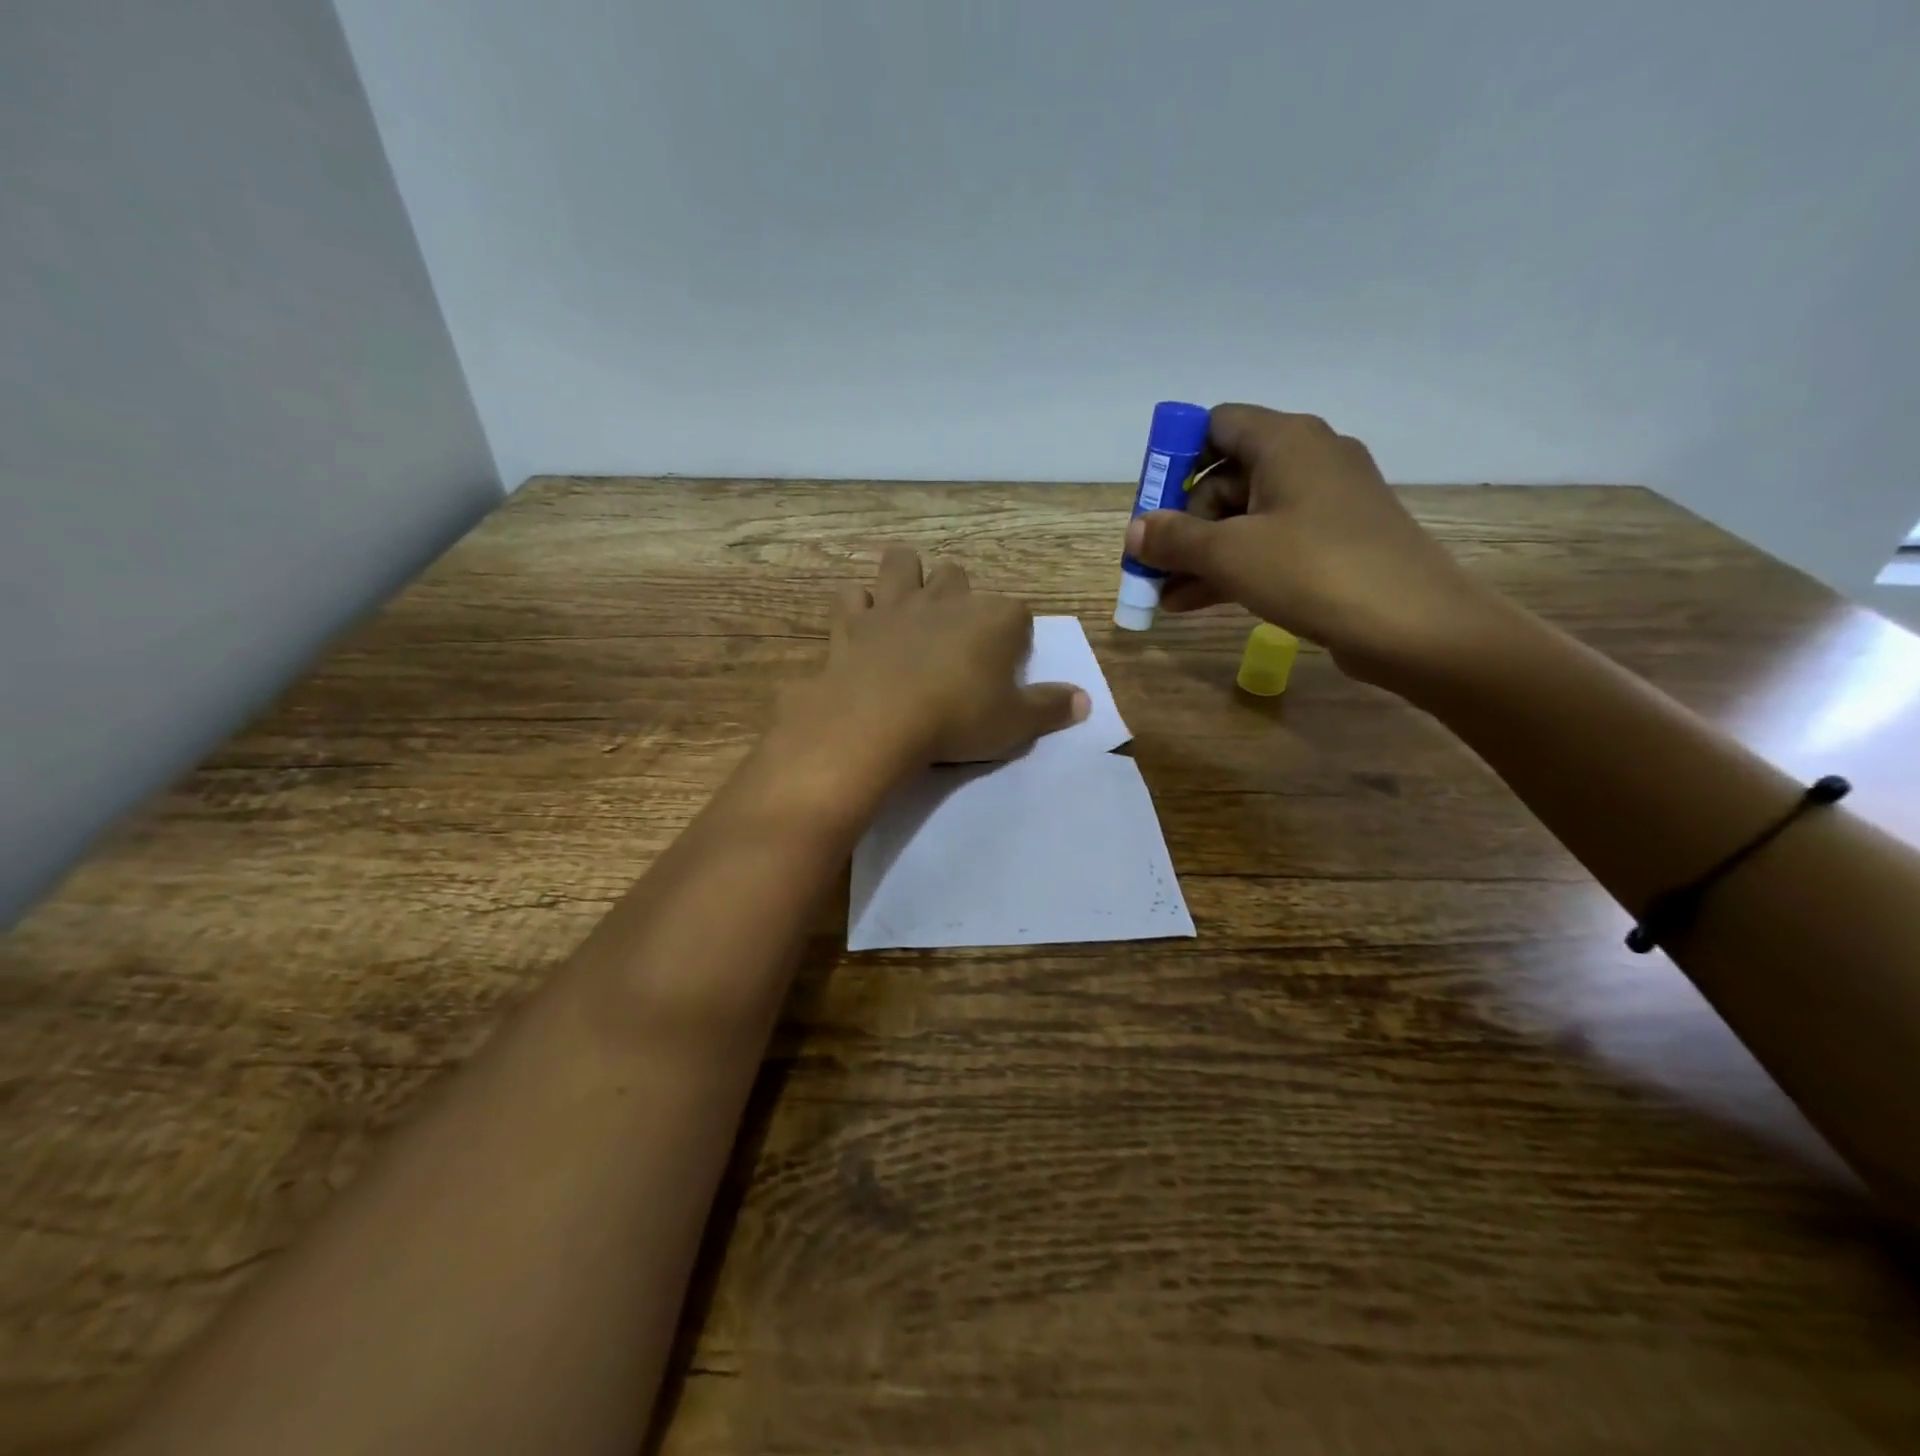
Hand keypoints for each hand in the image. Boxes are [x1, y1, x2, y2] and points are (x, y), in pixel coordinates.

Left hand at [780, 546, 1088, 769]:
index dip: (1014, 638)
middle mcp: (946, 598)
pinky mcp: (853, 621)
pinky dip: (856, 607)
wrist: (878, 721)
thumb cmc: (957, 719)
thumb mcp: (1016, 724)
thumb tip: (1084, 700)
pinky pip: (852, 596)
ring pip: (900, 562)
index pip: (1017, 614)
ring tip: (906, 607)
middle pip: (958, 575)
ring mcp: (895, 604)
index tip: (1006, 667)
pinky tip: (860, 626)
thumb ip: (1051, 708)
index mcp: (994, 618)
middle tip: (954, 636)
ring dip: (904, 577)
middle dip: (958, 597)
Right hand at [1125, 404, 1501, 684]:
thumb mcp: (1230, 554)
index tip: (1150, 506)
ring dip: (1201, 555)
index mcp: (1286, 441)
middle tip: (1153, 565)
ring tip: (1163, 596)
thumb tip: (1135, 531)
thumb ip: (1174, 539)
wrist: (1413, 625)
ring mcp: (1325, 503)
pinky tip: (1194, 603)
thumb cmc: (1314, 570)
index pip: (1216, 425)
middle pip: (1225, 477)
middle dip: (1182, 524)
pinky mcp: (1335, 542)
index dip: (1175, 460)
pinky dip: (1233, 567)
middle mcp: (1308, 459)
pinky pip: (1270, 544)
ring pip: (1245, 518)